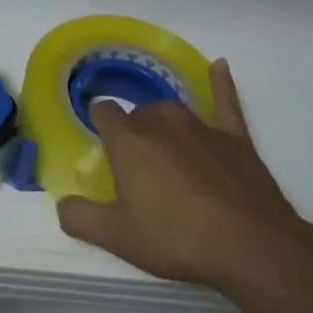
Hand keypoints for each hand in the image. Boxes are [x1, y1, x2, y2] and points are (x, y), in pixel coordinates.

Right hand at [56, 60, 312, 312]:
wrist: (251, 246)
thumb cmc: (177, 237)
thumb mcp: (118, 237)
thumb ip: (80, 218)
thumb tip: (62, 205)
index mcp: (128, 140)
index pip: (103, 112)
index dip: (99, 123)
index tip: (100, 141)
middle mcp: (161, 122)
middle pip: (138, 114)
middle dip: (133, 133)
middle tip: (136, 170)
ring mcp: (201, 126)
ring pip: (172, 111)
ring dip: (164, 125)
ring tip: (165, 150)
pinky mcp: (235, 138)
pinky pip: (224, 102)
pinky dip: (221, 83)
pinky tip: (220, 66)